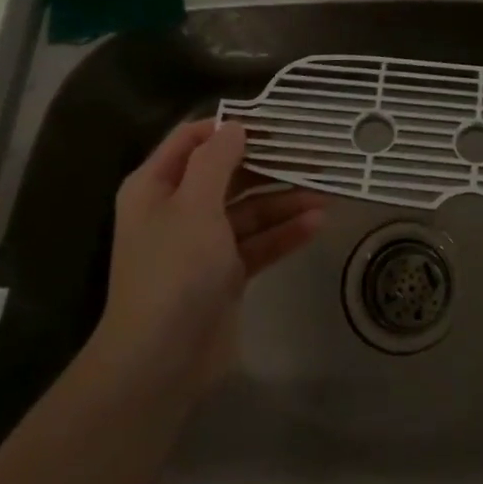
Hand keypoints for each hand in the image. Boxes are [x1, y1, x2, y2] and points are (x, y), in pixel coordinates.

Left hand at [89, 119, 325, 394]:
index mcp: (157, 186)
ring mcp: (202, 243)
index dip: (230, 127)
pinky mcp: (225, 273)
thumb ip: (216, 160)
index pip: (193, 139)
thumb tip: (235, 126)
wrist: (160, 362)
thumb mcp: (194, 205)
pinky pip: (258, 242)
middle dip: (269, 164)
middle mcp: (178, 209)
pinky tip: (317, 223)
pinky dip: (284, 233)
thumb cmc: (174, 271)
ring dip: (285, 200)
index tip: (274, 121)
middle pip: (228, 173)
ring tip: (325, 192)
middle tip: (313, 154)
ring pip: (249, 209)